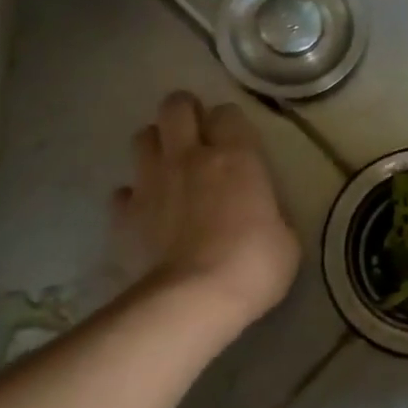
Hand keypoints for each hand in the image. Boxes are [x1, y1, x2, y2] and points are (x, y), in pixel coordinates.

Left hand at [112, 92, 299, 324]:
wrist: (194, 300)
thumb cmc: (254, 263)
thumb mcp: (285, 235)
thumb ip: (268, 210)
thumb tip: (259, 214)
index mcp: (236, 156)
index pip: (227, 112)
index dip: (230, 122)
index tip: (236, 140)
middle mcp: (190, 157)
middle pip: (175, 107)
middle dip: (184, 112)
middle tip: (196, 134)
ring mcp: (152, 183)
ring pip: (142, 138)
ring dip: (156, 146)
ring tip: (168, 167)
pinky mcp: (125, 215)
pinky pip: (123, 192)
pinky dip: (133, 197)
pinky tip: (146, 213)